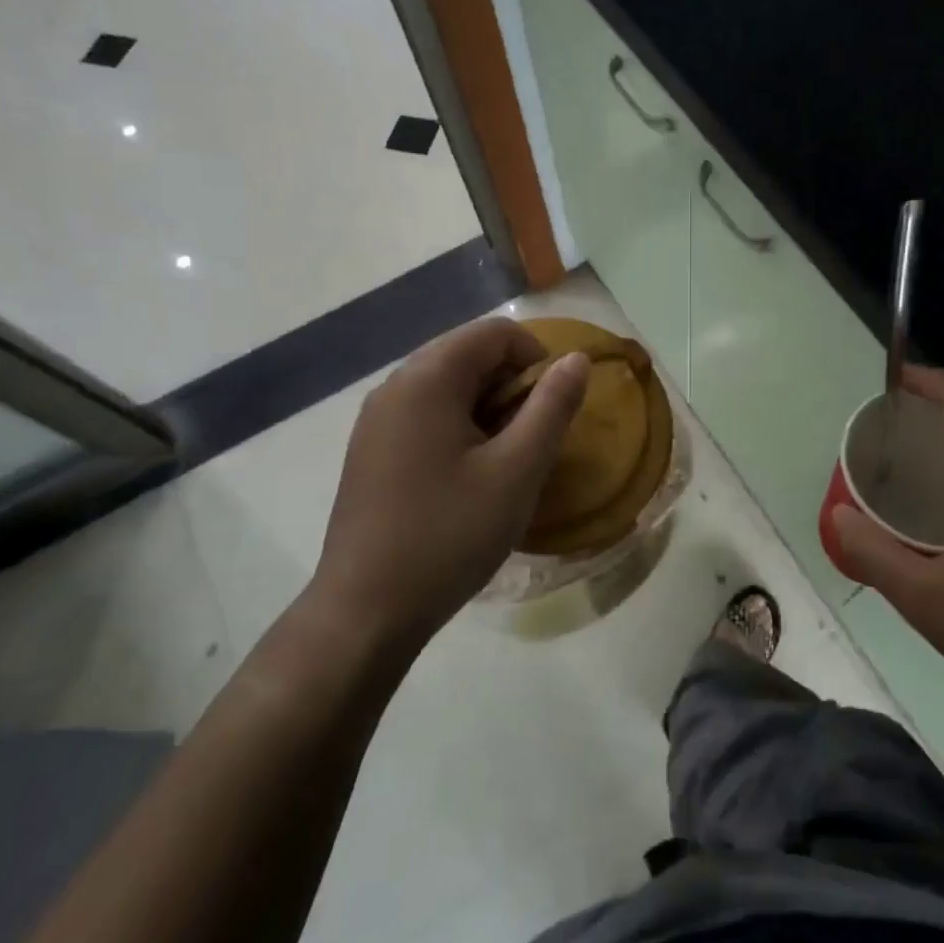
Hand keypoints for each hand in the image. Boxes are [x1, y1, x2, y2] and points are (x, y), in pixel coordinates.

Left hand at [309, 317, 587, 654]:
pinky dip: (459, 429)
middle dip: (511, 386)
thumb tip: (576, 359)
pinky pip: (425, 415)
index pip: (495, 333)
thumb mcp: (517, 471)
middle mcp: (395, 386)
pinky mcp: (370, 450)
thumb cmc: (450, 534)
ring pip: (448, 387)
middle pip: (468, 355)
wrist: (367, 610)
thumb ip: (552, 407)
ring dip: (488, 410)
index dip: (537, 358)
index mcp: (427, 379)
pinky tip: (467, 478)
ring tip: (503, 463)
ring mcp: (376, 420)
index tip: (552, 410)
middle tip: (530, 442)